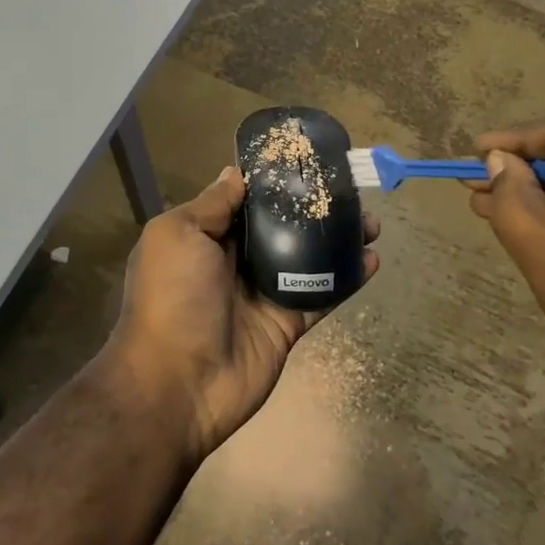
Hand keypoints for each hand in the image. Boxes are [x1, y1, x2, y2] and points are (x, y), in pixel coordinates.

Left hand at [106, 166, 379, 460]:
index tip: (306, 161)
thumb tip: (236, 173)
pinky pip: (321, 294)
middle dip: (312, 208)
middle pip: (280, 226)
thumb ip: (212, 205)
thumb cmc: (172, 297)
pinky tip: (372, 259)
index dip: (273, 181)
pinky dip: (346, 278)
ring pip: (306, 257)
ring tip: (371, 223)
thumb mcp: (178, 235)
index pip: (244, 200)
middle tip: (350, 192)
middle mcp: (233, 261)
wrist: (178, 384)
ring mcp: (262, 293)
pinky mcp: (286, 323)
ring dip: (337, 239)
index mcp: (205, 237)